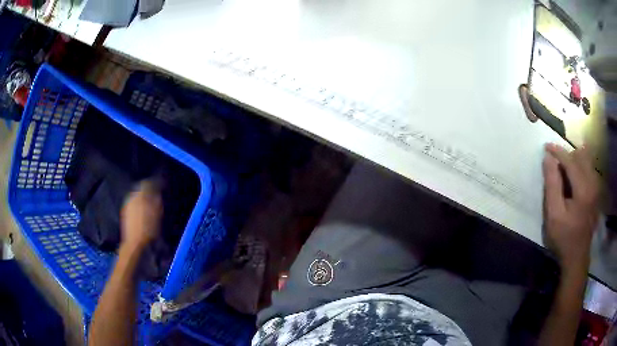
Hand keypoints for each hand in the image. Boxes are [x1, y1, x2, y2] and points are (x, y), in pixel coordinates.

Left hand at [121, 180, 162, 249]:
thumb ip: (156, 202)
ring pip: (136, 195)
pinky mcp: (125, 212)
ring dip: (143, 197)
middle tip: (155, 194)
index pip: (147, 184)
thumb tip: (157, 193)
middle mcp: (131, 197)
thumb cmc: (147, 230)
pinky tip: (142, 211)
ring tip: (149, 203)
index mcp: (140, 196)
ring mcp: (127, 205)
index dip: (154, 183)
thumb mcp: (156, 215)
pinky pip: (133, 202)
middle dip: (148, 190)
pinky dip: (138, 203)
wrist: (133, 243)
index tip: (160, 186)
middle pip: (140, 189)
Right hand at [543, 143, 599, 270]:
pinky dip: (580, 167)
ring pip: (586, 161)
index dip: (557, 151)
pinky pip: (589, 170)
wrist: (577, 257)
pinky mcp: (596, 193)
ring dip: (574, 160)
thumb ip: (552, 184)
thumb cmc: (564, 238)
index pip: (570, 160)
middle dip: (567, 154)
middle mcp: (593, 183)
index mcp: (583, 188)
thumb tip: (548, 158)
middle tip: (555, 164)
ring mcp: (596, 188)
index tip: (546, 147)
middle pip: (580, 156)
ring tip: (563, 170)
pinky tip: (573, 179)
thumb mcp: (553, 214)